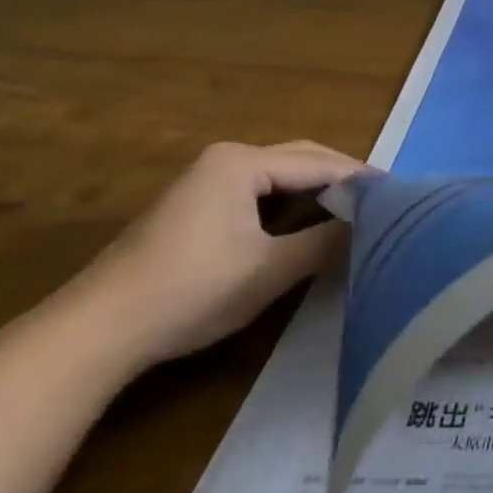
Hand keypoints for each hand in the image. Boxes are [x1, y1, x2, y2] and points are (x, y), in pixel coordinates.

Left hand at [67, 140, 361, 370]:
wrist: (94, 333)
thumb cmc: (189, 291)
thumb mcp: (269, 270)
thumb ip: (325, 242)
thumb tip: (369, 225)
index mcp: (242, 162)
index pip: (319, 164)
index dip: (361, 180)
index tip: (398, 195)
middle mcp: (225, 159)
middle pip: (300, 160)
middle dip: (341, 179)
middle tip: (381, 202)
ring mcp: (205, 181)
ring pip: (279, 176)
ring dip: (316, 192)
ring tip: (354, 213)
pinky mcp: (194, 207)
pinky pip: (258, 193)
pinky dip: (289, 204)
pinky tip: (307, 225)